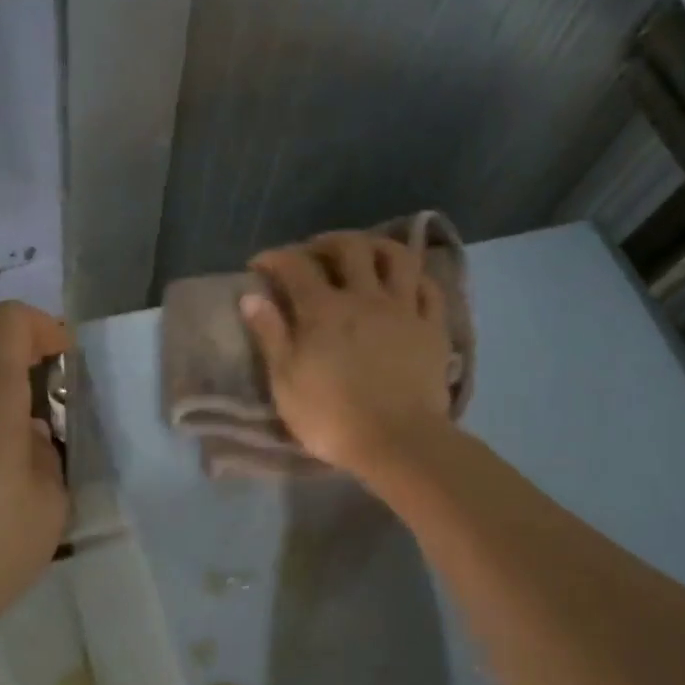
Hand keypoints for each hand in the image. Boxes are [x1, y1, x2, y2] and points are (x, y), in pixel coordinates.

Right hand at [242, 232, 452, 476]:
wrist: (398, 442)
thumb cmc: (332, 418)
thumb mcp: (285, 382)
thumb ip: (270, 335)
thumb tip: (250, 296)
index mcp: (324, 310)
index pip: (295, 266)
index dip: (275, 258)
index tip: (260, 266)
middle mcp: (365, 298)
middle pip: (350, 247)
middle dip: (326, 242)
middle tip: (312, 254)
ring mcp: (404, 310)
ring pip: (396, 257)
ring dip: (376, 246)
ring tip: (363, 256)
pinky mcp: (433, 328)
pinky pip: (429, 288)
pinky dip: (414, 277)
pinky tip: (404, 283)